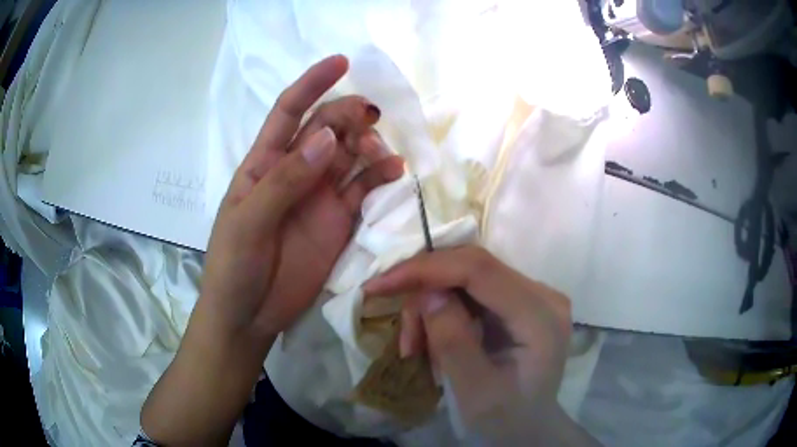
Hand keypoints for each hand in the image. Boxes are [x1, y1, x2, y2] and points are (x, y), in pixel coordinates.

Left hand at [142, 55, 403, 445]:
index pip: (289, 112)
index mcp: (264, 164)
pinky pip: (364, 189)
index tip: (341, 62)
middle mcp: (295, 171)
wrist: (249, 316)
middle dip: (348, 116)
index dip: (313, 84)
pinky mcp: (339, 220)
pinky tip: (395, 173)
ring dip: (368, 145)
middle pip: (327, 128)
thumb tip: (325, 137)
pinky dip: (381, 177)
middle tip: (368, 121)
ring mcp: (320, 196)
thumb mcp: (248, 222)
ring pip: (350, 155)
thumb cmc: (234, 267)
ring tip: (380, 154)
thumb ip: (285, 180)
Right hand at [364, 246, 596, 444]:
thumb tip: (428, 293)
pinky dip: (442, 313)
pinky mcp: (517, 301)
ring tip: (417, 349)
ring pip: (465, 277)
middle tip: (404, 336)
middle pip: (471, 268)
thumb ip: (454, 342)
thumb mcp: (475, 392)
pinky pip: (469, 291)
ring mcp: (531, 295)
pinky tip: (433, 343)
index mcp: (540, 317)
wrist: (527, 427)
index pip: (480, 270)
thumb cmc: (505, 417)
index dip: (427, 269)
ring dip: (430, 308)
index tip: (380, 284)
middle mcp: (542, 294)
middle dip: (425, 292)